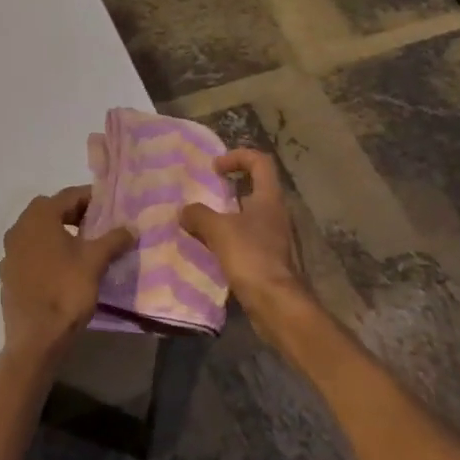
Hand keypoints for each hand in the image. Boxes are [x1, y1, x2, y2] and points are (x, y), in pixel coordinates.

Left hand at [0, 187, 135, 366]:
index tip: (111, 208)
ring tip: (85, 248)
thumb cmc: (65, 291)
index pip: (69, 195)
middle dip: (76, 215)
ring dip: (61, 234)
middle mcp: (19, 227)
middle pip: (52, 211)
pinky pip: (31, 252)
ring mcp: (10, 251)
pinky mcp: (8, 273)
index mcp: (39, 216)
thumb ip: (113, 240)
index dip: (92, 199)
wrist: (34, 339)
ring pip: (40, 232)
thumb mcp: (95, 262)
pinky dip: (48, 253)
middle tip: (100, 227)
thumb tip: (131, 228)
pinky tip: (64, 269)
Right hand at [181, 150, 312, 335]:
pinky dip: (228, 237)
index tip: (215, 168)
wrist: (276, 303)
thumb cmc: (251, 257)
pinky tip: (209, 247)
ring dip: (226, 214)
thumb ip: (199, 215)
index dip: (237, 156)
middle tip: (205, 192)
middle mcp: (275, 213)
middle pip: (255, 187)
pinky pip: (246, 238)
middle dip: (229, 187)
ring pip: (248, 214)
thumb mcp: (219, 230)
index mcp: (269, 198)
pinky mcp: (268, 258)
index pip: (260, 161)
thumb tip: (183, 211)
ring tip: (201, 221)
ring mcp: (273, 237)